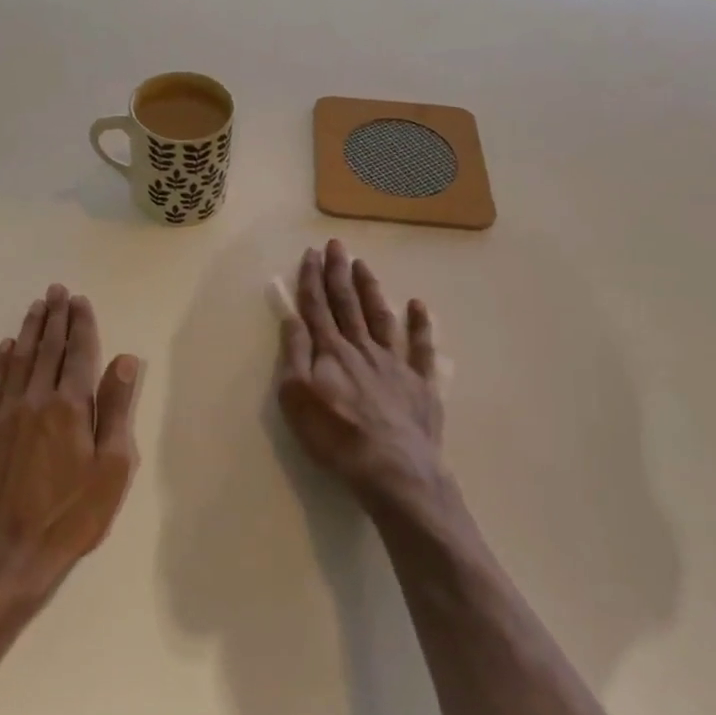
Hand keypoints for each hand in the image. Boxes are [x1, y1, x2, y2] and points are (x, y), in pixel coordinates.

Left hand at [0, 285, 141, 594]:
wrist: (8, 552)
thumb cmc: (71, 515)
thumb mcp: (111, 468)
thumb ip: (116, 410)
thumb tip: (124, 361)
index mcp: (69, 407)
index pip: (77, 354)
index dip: (81, 325)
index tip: (80, 300)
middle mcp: (35, 400)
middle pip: (46, 349)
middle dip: (54, 318)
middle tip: (57, 291)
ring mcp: (4, 415)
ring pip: (18, 361)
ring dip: (29, 331)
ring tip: (36, 307)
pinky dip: (1, 361)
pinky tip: (6, 347)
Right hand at [275, 240, 449, 519]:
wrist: (393, 469)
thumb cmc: (336, 437)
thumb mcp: (296, 399)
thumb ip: (295, 355)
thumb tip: (293, 318)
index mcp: (331, 352)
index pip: (317, 308)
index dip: (312, 280)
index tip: (310, 254)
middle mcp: (362, 348)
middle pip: (348, 304)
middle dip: (339, 273)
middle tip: (336, 245)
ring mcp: (395, 363)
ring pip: (381, 316)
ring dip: (371, 289)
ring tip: (364, 265)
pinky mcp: (421, 383)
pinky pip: (422, 347)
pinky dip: (420, 324)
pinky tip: (417, 305)